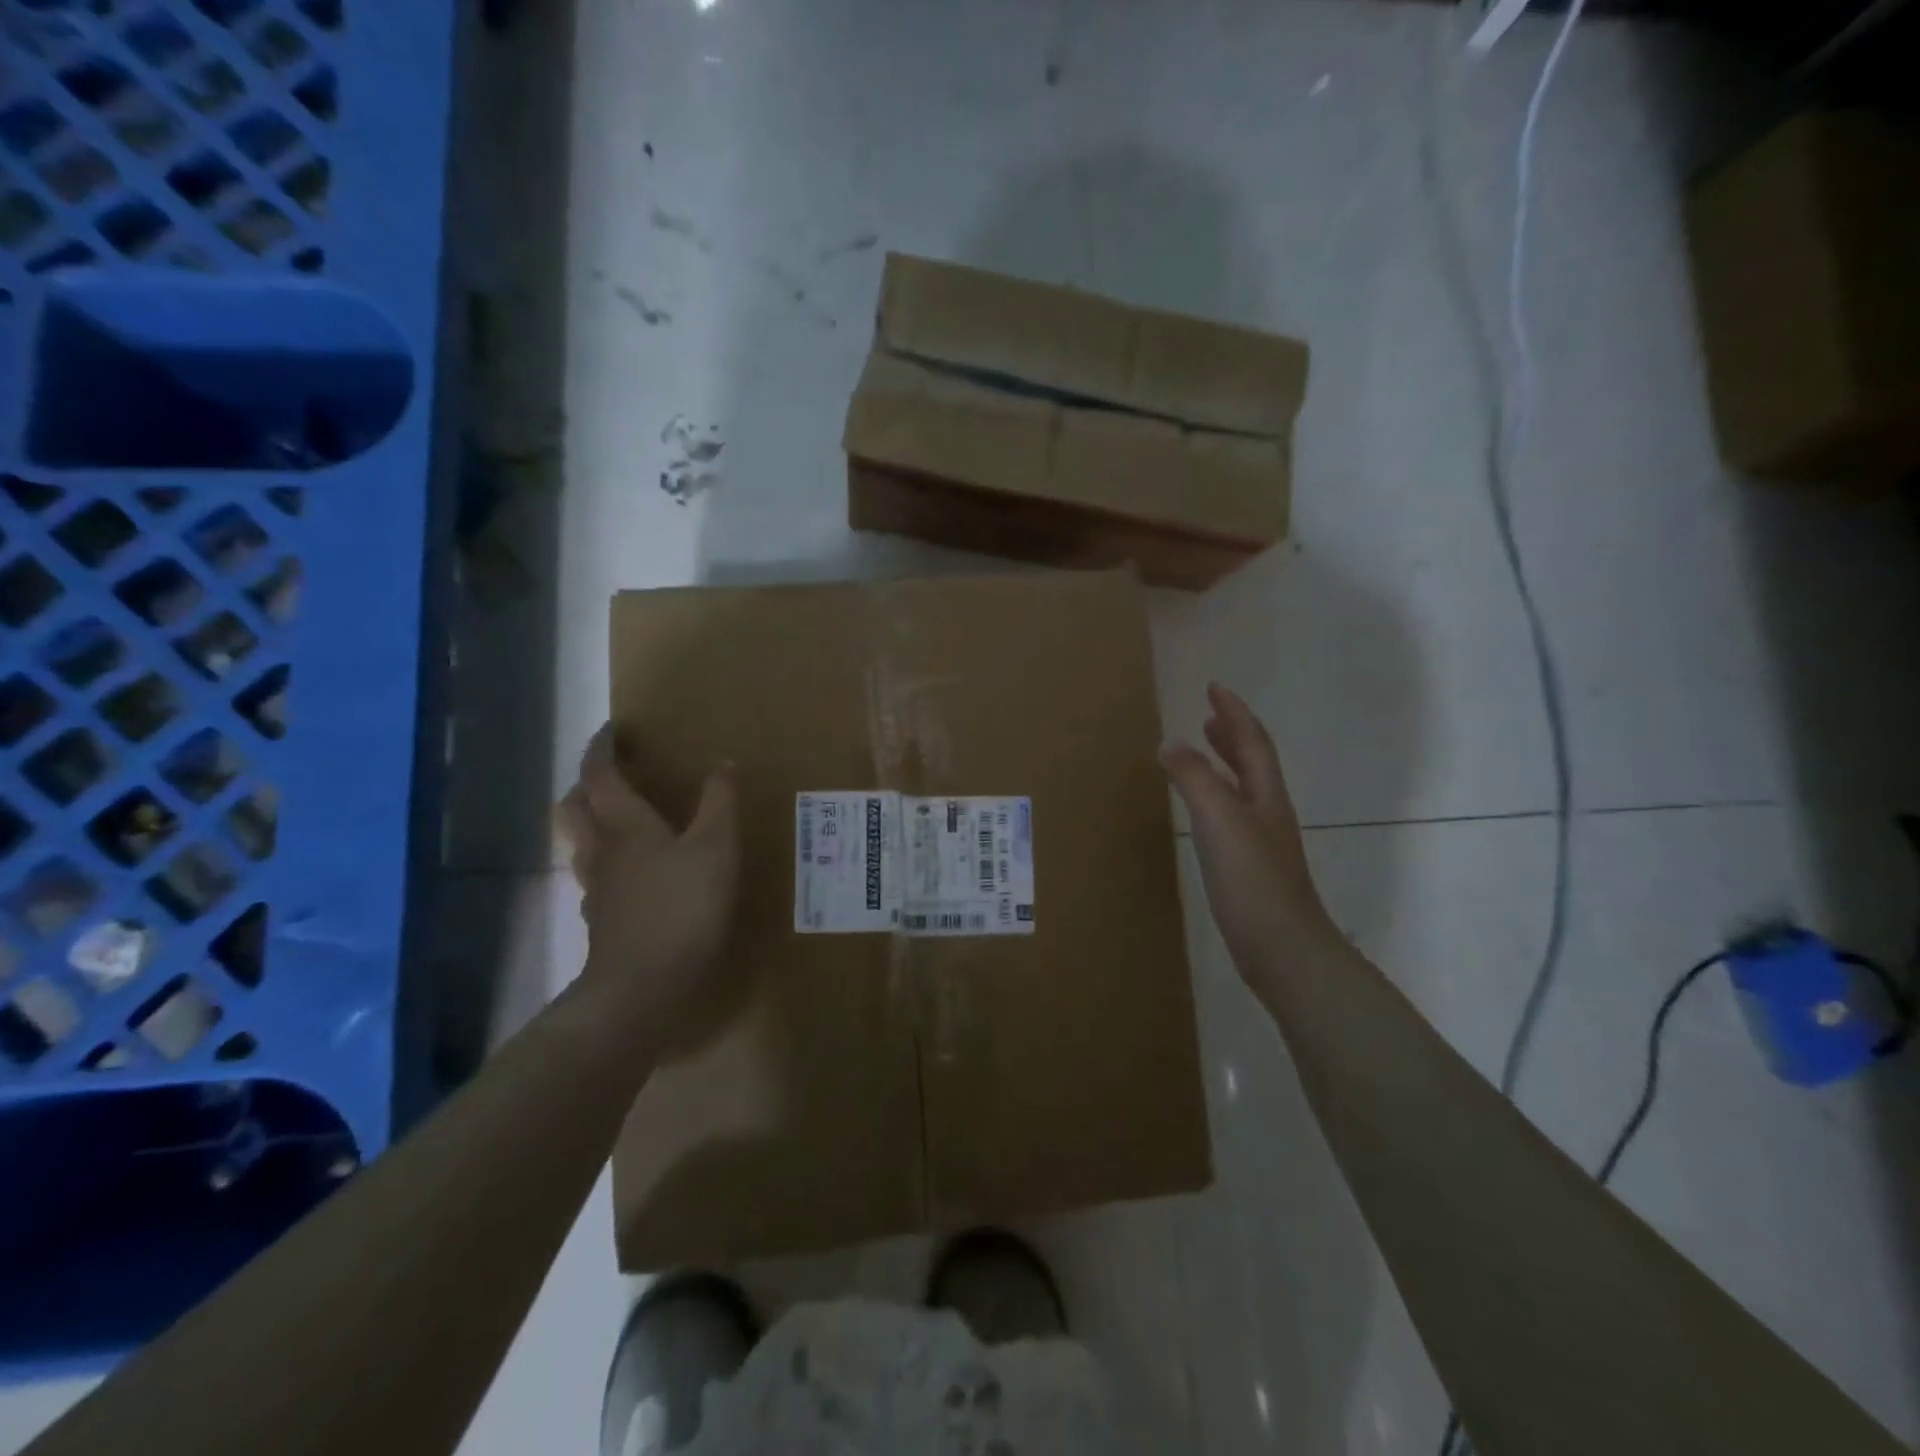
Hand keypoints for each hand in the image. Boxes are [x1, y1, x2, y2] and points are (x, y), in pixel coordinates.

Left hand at [555, 727, 739, 1035]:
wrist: (643, 987)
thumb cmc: (682, 907)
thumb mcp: (716, 848)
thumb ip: (720, 803)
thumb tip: (723, 762)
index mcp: (625, 825)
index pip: (600, 775)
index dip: (602, 749)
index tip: (612, 730)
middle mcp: (602, 851)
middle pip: (574, 808)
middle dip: (586, 785)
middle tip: (611, 775)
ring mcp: (598, 889)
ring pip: (581, 845)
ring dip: (592, 824)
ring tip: (621, 821)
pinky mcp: (604, 922)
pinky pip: (597, 879)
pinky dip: (609, 865)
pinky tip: (634, 876)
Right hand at [1162, 684, 1343, 986]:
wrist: (1281, 947)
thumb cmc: (1252, 879)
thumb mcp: (1219, 820)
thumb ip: (1195, 779)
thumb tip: (1171, 743)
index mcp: (1266, 795)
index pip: (1252, 741)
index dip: (1234, 712)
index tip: (1214, 687)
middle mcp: (1268, 811)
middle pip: (1253, 762)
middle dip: (1232, 734)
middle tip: (1209, 715)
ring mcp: (1261, 841)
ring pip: (1243, 788)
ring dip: (1224, 763)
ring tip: (1202, 750)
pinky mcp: (1249, 867)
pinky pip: (1230, 815)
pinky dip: (1214, 796)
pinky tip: (1200, 812)